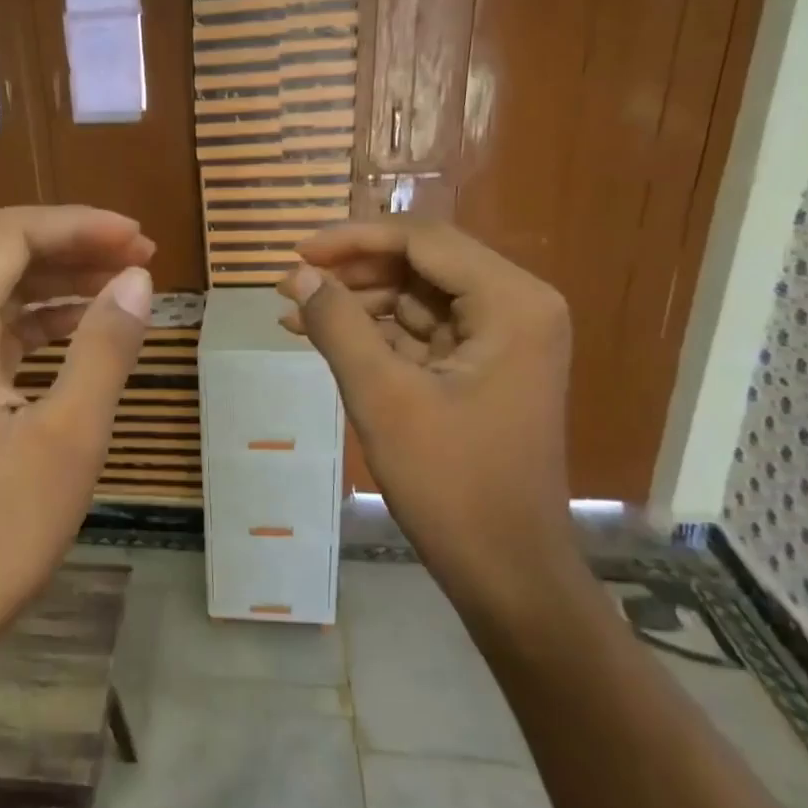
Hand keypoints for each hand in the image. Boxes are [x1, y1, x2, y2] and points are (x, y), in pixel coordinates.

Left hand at [0, 207, 153, 667]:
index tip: (140, 239)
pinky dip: (36, 328)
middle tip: (143, 262)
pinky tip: (80, 335)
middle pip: (0, 260)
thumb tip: (138, 279)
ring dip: (57, 287)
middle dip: (73, 251)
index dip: (79, 225)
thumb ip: (104, 347)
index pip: (10, 237)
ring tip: (123, 290)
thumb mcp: (70, 436)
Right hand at [277, 219, 574, 614]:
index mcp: (512, 302)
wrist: (505, 567)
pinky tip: (325, 337)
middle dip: (353, 272)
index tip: (295, 252)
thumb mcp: (383, 397)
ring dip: (359, 303)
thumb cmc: (450, 482)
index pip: (424, 241)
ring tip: (294, 313)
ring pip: (418, 299)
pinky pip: (423, 334)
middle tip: (289, 285)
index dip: (353, 240)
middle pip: (423, 265)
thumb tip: (297, 275)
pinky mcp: (484, 370)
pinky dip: (376, 335)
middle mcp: (518, 308)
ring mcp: (504, 340)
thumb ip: (338, 325)